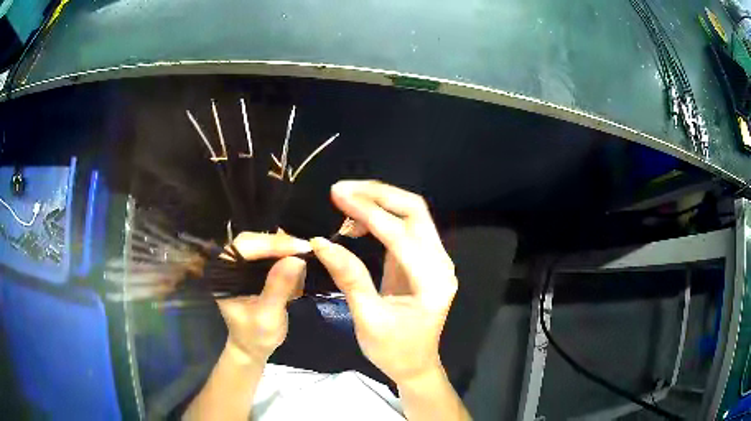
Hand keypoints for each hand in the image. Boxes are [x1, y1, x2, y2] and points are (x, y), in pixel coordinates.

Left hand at [217, 231, 310, 361]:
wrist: (253, 347)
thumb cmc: (256, 335)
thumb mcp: (268, 316)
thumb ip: (278, 288)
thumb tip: (296, 259)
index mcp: (223, 273)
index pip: (244, 247)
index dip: (271, 244)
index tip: (300, 247)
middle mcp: (229, 263)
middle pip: (254, 240)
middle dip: (280, 244)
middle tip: (306, 250)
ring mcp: (241, 265)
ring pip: (264, 244)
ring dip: (285, 250)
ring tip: (305, 259)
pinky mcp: (253, 268)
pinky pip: (270, 254)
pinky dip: (286, 258)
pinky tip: (298, 270)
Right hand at [311, 180, 456, 385]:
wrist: (415, 365)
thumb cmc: (394, 350)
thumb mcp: (368, 319)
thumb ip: (350, 278)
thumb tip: (322, 242)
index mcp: (432, 281)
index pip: (400, 235)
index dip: (368, 212)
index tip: (337, 195)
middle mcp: (440, 263)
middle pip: (414, 211)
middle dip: (378, 195)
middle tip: (341, 190)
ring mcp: (434, 260)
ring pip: (411, 214)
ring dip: (379, 201)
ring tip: (344, 203)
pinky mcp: (422, 261)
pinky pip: (404, 227)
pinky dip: (381, 217)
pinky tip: (357, 221)